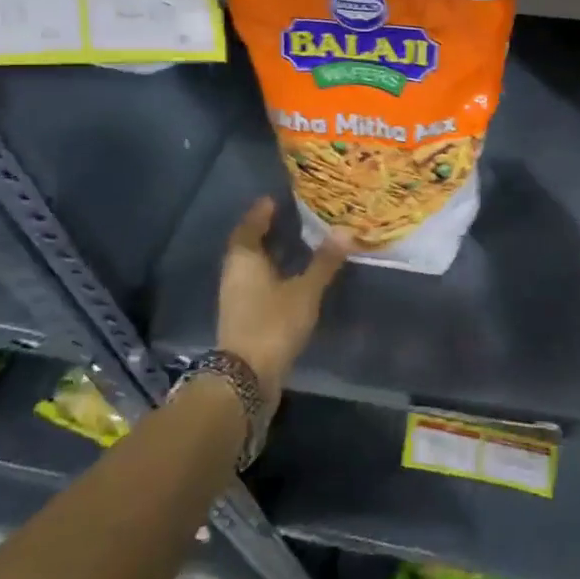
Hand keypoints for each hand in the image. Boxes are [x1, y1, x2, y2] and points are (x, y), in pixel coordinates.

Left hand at [216, 197, 348, 403]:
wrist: (246, 378)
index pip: (249, 227)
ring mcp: (235, 299)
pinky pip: (256, 285)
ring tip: (294, 245)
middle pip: (247, 246)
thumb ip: (324, 262)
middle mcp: (234, 275)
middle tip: (288, 218)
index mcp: (244, 260)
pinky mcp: (242, 318)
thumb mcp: (305, 290)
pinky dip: (271, 275)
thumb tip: (345, 231)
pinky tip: (290, 278)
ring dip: (269, 255)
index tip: (273, 200)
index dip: (260, 213)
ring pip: (251, 267)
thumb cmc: (273, 323)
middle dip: (265, 232)